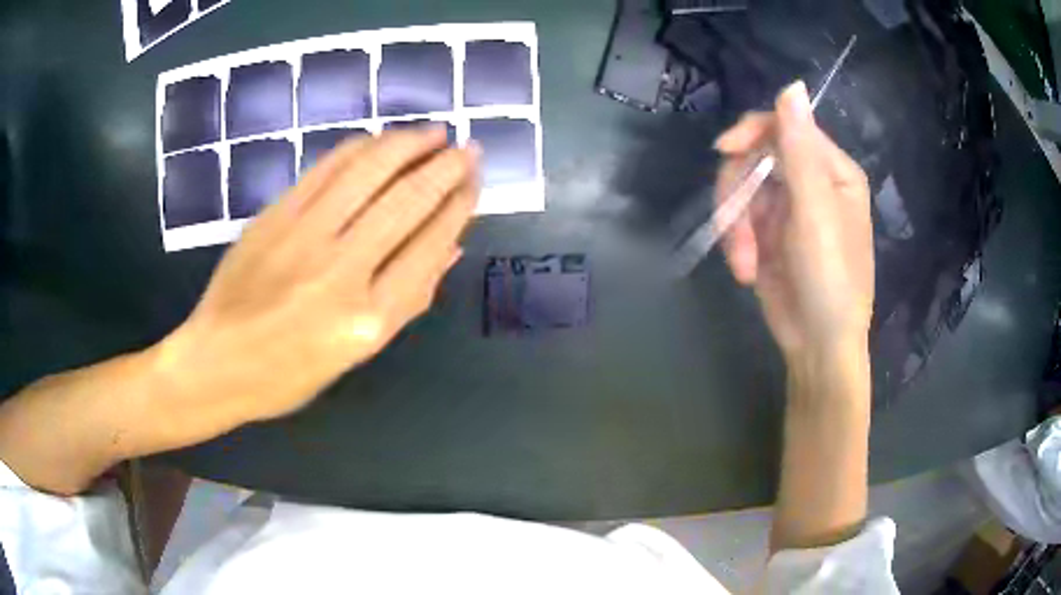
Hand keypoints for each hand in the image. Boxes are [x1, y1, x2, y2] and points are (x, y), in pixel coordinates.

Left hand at [152, 129, 478, 426]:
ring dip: (408, 144)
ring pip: (368, 172)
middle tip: (468, 148)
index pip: (429, 246)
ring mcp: (303, 236)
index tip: (474, 183)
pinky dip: (360, 148)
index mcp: (368, 321)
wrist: (215, 363)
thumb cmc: (288, 375)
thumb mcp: (356, 356)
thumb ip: (405, 301)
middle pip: (406, 201)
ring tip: (434, 132)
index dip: (459, 206)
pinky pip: (326, 169)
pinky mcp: (275, 216)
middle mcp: (341, 272)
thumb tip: (448, 247)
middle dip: (446, 167)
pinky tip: (380, 140)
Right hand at [713, 82, 873, 358]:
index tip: (723, 152)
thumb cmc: (831, 277)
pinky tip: (747, 272)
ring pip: (740, 191)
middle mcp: (810, 181)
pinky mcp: (767, 233)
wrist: (818, 344)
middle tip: (735, 230)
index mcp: (831, 169)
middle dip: (739, 195)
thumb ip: (801, 149)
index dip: (751, 133)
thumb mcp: (816, 211)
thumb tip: (792, 85)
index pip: (784, 127)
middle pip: (755, 158)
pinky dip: (736, 245)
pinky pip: (737, 220)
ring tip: (745, 264)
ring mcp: (786, 208)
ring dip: (735, 227)